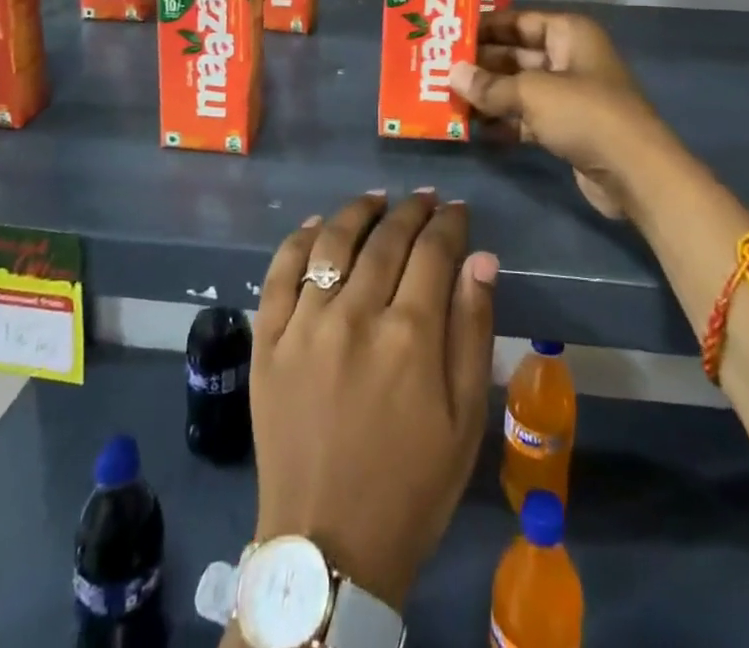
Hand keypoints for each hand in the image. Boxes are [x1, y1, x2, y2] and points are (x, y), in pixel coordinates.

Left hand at [250, 191, 498, 610]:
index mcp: (410, 336)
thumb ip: (473, 329)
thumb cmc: (411, 485)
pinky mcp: (267, 341)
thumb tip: (481, 258)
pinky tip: (318, 225)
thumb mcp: (465, 418)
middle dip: (410, 212)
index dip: (448, 223)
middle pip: (385, 239)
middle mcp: (355, 316)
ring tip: (376, 200)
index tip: (457, 210)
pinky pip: (280, 272)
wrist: (328, 548)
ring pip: (333, 243)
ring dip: (359, 212)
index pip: (433, 251)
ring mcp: (304, 325)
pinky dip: (300, 239)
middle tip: (424, 200)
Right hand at [449, 9, 680, 219]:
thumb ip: (489, 84)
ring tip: (445, 99)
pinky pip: (526, 117)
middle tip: (437, 68)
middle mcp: (569, 58)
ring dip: (488, 95)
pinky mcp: (566, 127)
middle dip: (481, 64)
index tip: (449, 33)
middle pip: (516, 54)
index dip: (485, 26)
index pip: (519, 20)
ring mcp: (568, 95)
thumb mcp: (532, 93)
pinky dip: (503, 122)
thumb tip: (452, 74)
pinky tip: (471, 129)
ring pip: (518, 88)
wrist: (635, 173)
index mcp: (569, 34)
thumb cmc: (585, 114)